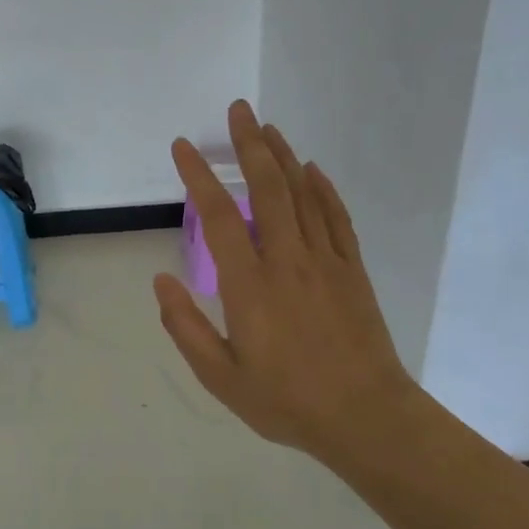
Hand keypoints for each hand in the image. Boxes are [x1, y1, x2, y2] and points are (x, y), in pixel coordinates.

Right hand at [154, 100, 417, 463]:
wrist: (367, 418)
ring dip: (284, 157)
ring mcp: (326, 261)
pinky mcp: (353, 270)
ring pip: (303, 195)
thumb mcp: (220, 376)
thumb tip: (161, 280)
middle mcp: (287, 260)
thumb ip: (185, 327)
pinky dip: (323, 190)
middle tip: (239, 110)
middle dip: (250, 145)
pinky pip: (336, 218)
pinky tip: (313, 171)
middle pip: (268, 188)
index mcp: (250, 285)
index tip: (184, 147)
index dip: (199, 176)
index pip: (219, 216)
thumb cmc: (286, 401)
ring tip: (267, 128)